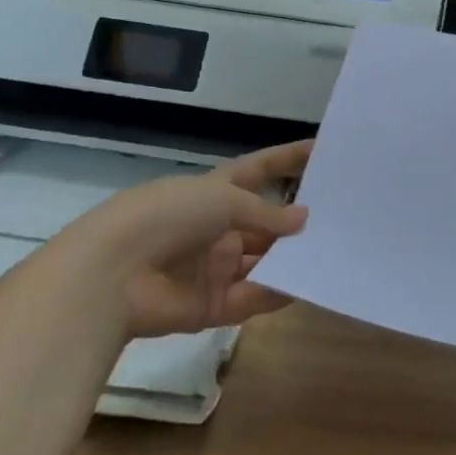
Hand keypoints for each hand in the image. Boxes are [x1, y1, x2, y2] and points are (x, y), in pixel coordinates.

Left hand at [71, 140, 312, 338]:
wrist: (113, 273)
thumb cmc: (168, 217)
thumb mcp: (223, 200)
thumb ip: (266, 213)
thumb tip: (303, 218)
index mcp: (214, 191)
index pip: (260, 170)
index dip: (288, 159)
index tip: (323, 150)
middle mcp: (217, 227)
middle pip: (266, 222)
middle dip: (297, 222)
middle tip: (343, 219)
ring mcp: (215, 266)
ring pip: (264, 261)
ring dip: (291, 259)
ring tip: (334, 254)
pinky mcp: (212, 304)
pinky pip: (253, 297)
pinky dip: (277, 293)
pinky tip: (307, 286)